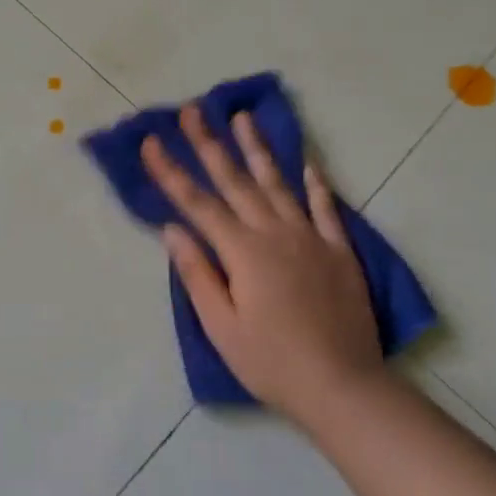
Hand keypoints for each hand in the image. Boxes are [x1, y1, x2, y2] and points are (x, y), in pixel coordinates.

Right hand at [141, 107, 382, 421]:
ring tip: (243, 117)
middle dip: (210, 143)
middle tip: (194, 110)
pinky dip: (315, 184)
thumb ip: (197, 273)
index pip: (197, 203)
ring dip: (258, 148)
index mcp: (242, 252)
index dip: (172, 171)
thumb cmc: (271, 361)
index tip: (152, 142)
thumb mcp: (221, 326)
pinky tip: (308, 163)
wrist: (343, 386)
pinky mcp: (339, 251)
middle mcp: (275, 234)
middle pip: (235, 181)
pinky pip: (325, 208)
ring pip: (279, 184)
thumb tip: (173, 229)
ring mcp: (311, 239)